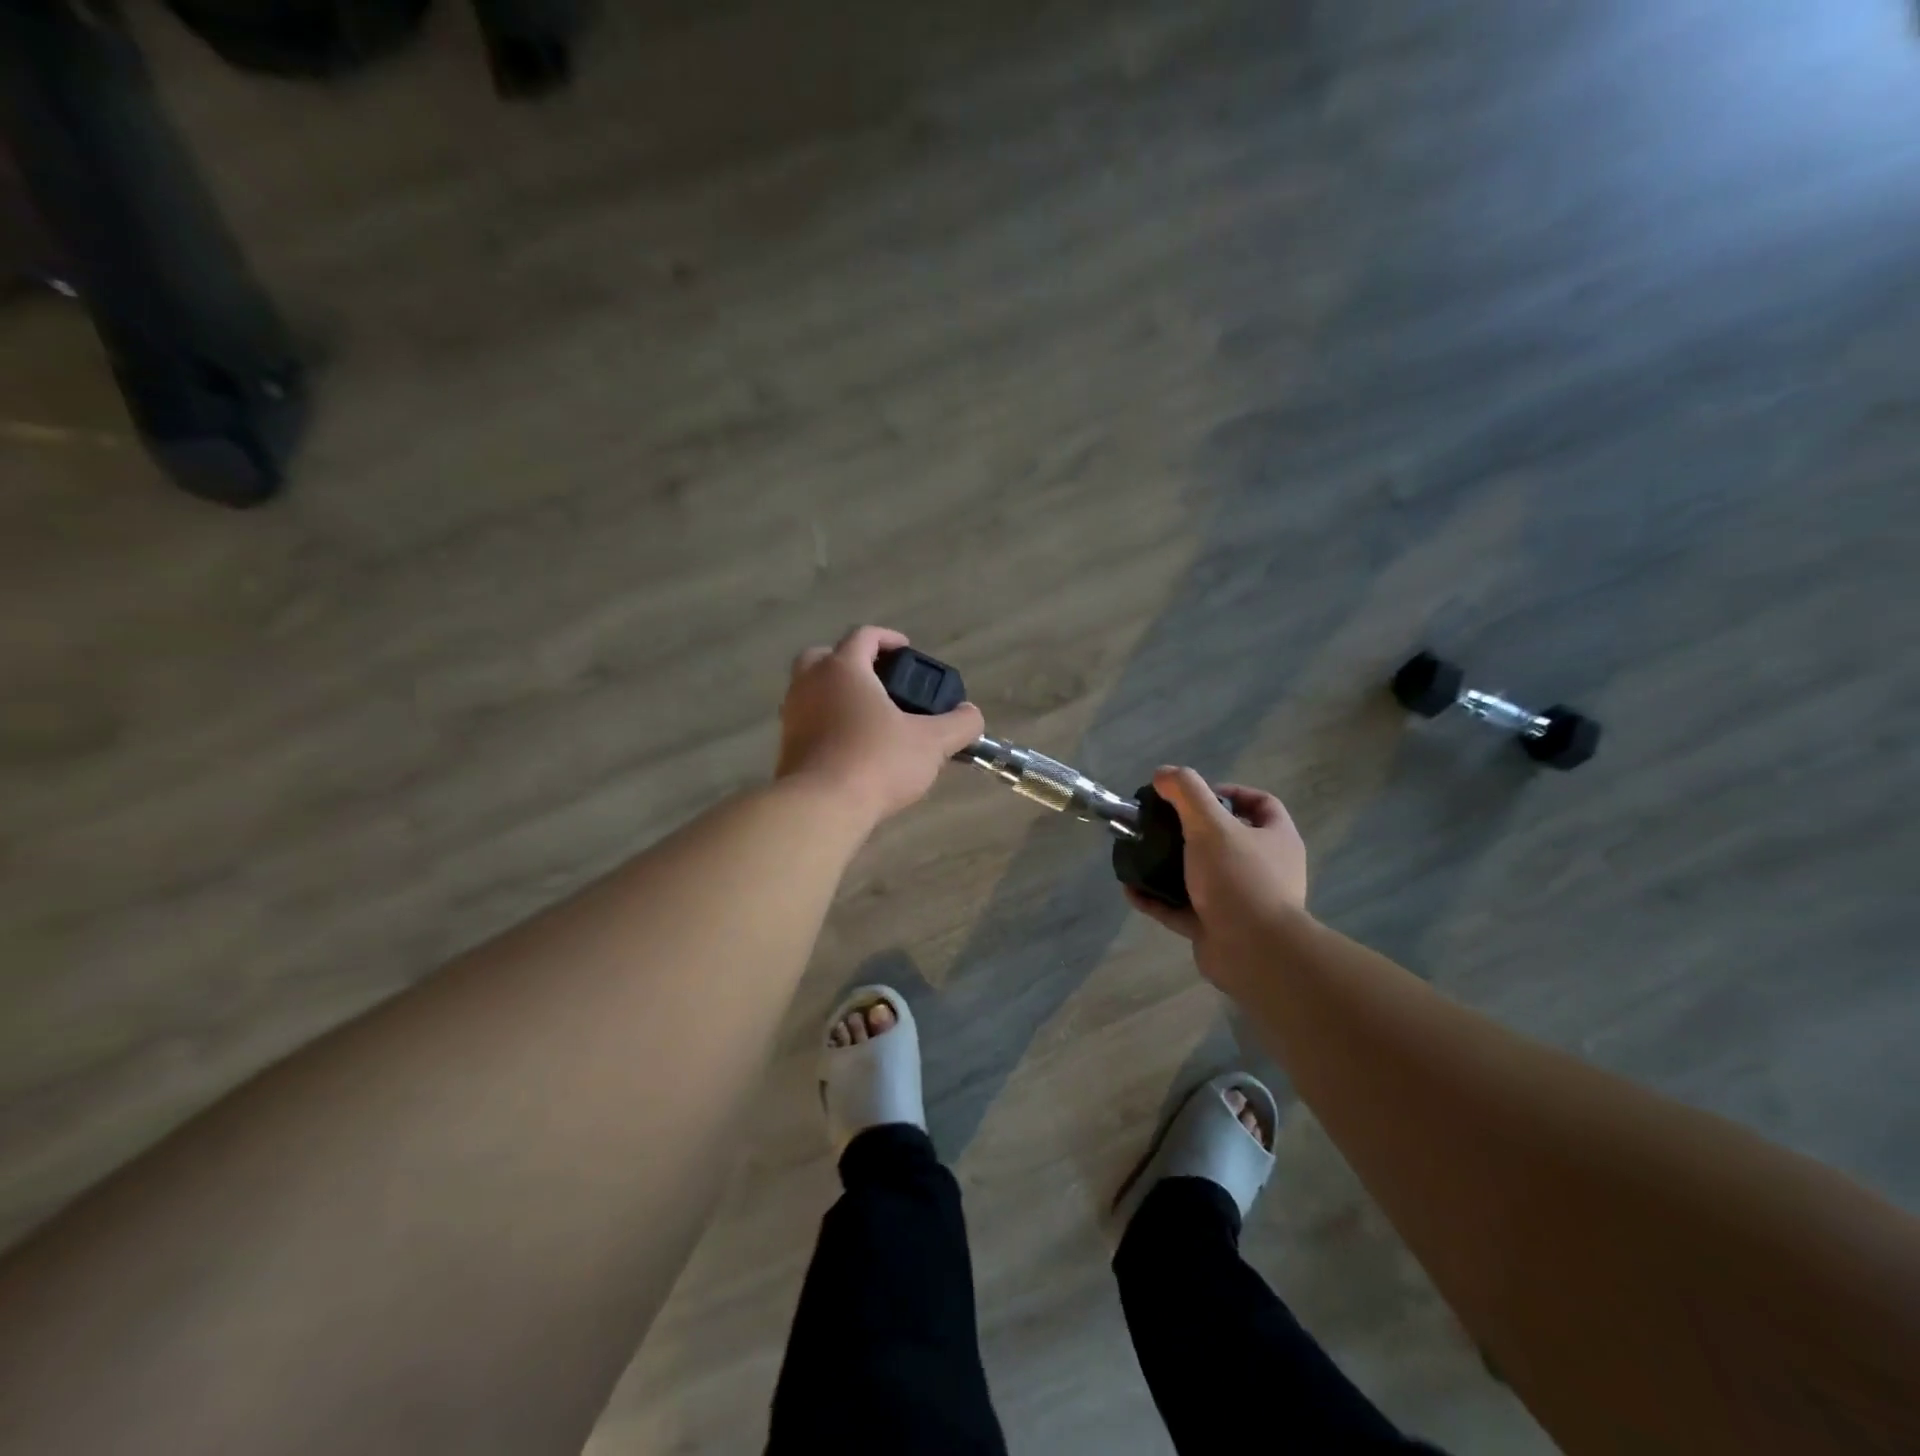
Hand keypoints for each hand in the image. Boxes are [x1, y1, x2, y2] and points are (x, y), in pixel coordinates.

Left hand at [776, 626, 985, 825]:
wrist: (821, 807)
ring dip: (838, 694)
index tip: (907, 650)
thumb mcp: (931, 743)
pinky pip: (808, 720)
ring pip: (812, 689)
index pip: (864, 636)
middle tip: (880, 681)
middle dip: (853, 662)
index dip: (888, 639)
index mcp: (844, 669)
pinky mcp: (786, 745)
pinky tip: (852, 745)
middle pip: (826, 656)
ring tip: (870, 717)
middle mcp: (810, 683)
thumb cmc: (876, 762)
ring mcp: (792, 714)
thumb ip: (958, 724)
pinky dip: (827, 722)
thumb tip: (971, 715)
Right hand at [1125, 766, 1309, 993]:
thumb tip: (1163, 773)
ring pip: (1202, 876)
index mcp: (1277, 840)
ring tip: (1141, 853)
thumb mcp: (1211, 824)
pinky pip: (1182, 908)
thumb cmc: (1238, 879)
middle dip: (1191, 830)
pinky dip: (1157, 899)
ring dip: (1170, 866)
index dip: (1229, 792)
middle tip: (1161, 823)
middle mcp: (1265, 869)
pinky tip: (1131, 890)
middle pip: (1227, 840)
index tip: (1194, 795)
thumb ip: (1187, 792)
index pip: (1260, 804)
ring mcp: (1241, 902)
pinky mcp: (1217, 928)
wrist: (1253, 953)